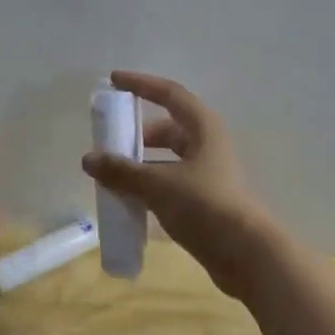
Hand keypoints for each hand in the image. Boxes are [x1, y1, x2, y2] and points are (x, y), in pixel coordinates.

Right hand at [81, 71, 277, 295]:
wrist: (245, 254)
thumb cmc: (204, 206)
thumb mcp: (157, 185)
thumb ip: (121, 171)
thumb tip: (89, 159)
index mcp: (203, 128)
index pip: (169, 94)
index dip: (141, 84)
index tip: (114, 81)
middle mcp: (208, 145)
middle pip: (168, 127)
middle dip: (137, 132)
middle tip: (109, 142)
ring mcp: (208, 173)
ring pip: (168, 157)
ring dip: (141, 162)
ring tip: (113, 174)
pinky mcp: (206, 199)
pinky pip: (170, 181)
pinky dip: (150, 183)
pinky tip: (130, 199)